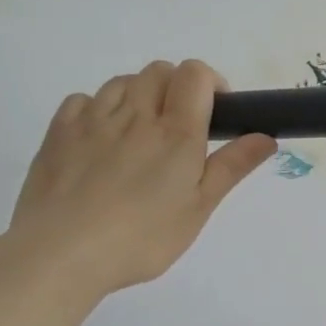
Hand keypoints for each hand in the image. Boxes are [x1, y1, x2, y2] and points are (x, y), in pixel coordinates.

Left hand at [5, 60, 274, 301]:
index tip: (216, 112)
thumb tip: (266, 136)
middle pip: (159, 71)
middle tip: (180, 127)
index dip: (210, 82)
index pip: (195, 74)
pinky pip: (84, 100)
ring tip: (142, 132)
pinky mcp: (59, 132)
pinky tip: (102, 138)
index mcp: (176, 132)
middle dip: (176, 87)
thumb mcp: (198, 209)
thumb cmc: (141, 238)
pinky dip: (99, 108)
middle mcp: (135, 115)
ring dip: (140, 95)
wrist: (61, 254)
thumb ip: (232, 167)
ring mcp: (92, 120)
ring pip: (122, 81)